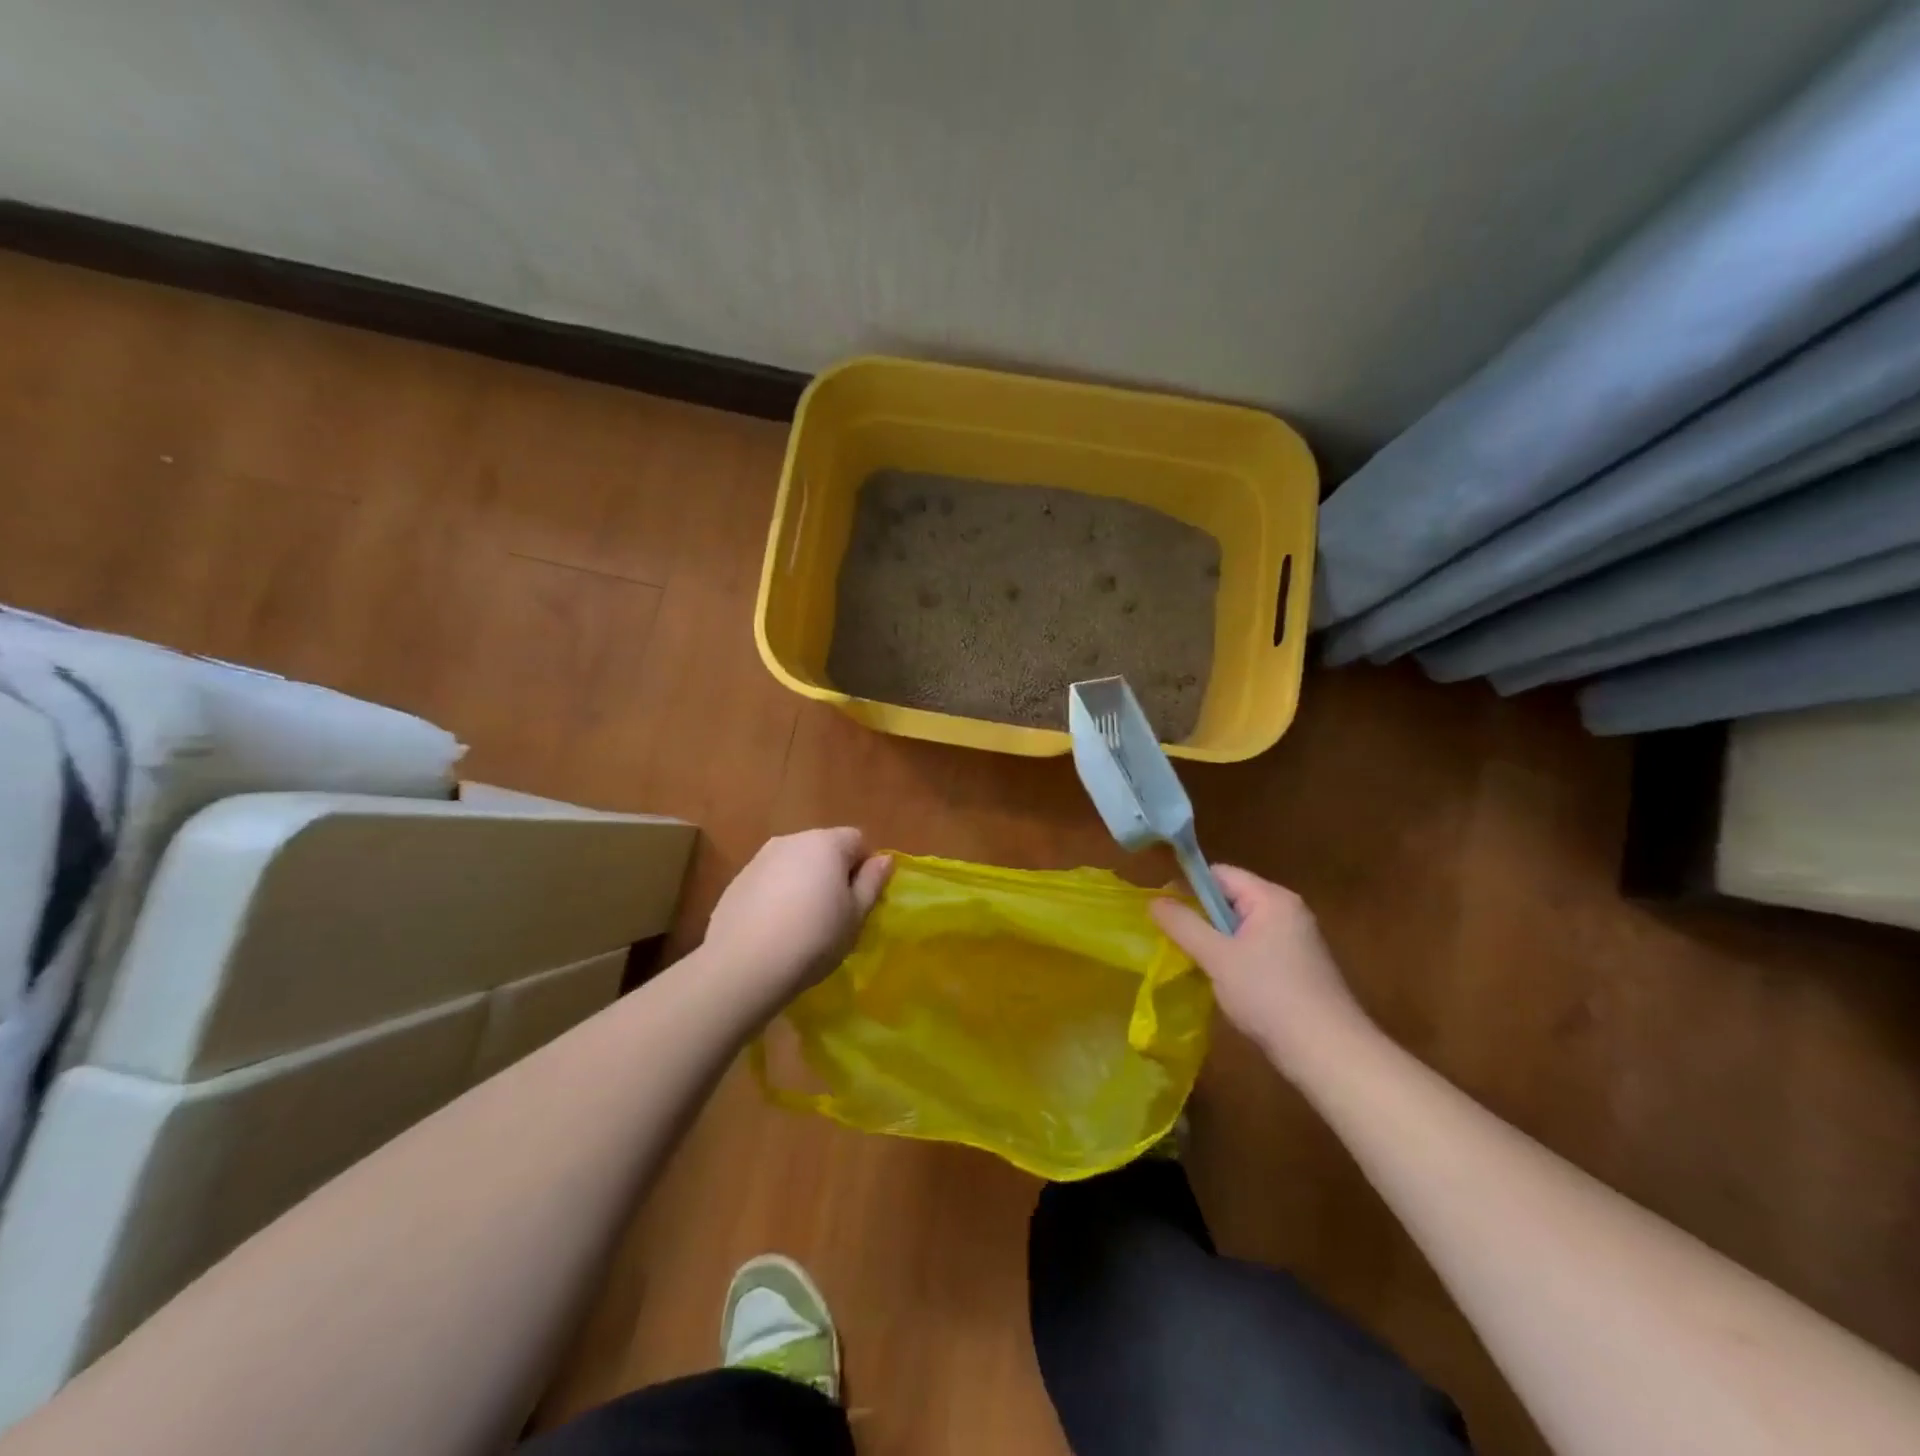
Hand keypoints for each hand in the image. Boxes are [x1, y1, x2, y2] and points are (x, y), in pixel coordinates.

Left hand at [705, 828, 892, 1000]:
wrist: (744, 966)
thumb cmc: (814, 939)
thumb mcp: (856, 916)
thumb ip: (872, 882)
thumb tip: (884, 859)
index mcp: (826, 843)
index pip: (857, 839)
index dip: (864, 868)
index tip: (859, 900)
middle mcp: (791, 840)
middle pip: (823, 848)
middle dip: (833, 873)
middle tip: (834, 914)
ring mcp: (759, 859)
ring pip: (794, 864)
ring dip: (804, 883)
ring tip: (802, 924)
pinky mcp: (737, 881)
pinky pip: (769, 881)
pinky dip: (777, 895)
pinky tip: (774, 929)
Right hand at [1150, 866, 1368, 1073]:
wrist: (1328, 1052)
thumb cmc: (1269, 995)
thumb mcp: (1217, 957)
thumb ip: (1183, 925)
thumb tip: (1154, 901)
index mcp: (1272, 898)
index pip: (1220, 874)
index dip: (1188, 887)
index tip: (1163, 912)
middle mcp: (1288, 911)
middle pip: (1231, 899)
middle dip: (1201, 918)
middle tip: (1174, 941)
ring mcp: (1297, 940)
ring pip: (1242, 927)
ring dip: (1216, 942)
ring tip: (1195, 964)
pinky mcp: (1300, 967)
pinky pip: (1256, 949)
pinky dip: (1236, 959)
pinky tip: (1224, 984)